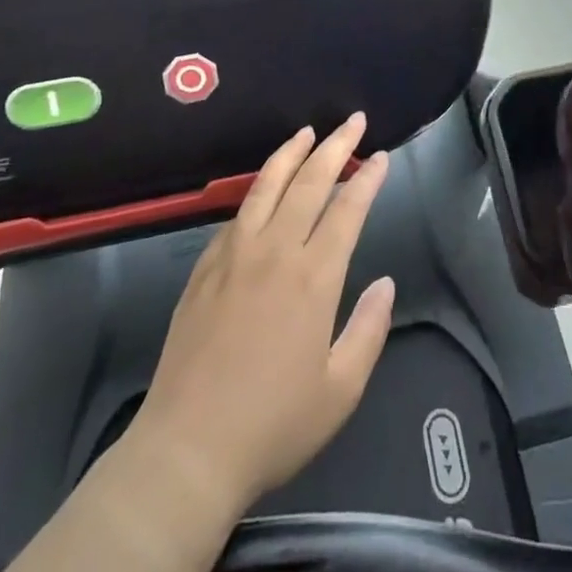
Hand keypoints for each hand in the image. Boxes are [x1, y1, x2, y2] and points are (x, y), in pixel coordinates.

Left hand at [121, 113, 395, 517]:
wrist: (187, 451)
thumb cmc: (273, 425)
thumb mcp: (340, 391)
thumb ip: (369, 330)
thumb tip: (384, 283)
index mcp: (313, 277)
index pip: (347, 209)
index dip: (368, 178)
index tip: (382, 156)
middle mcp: (274, 251)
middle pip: (310, 181)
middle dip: (336, 145)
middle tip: (354, 120)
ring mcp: (234, 255)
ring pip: (267, 185)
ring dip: (291, 152)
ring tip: (307, 131)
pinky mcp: (204, 268)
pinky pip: (235, 214)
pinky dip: (256, 190)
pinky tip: (262, 188)